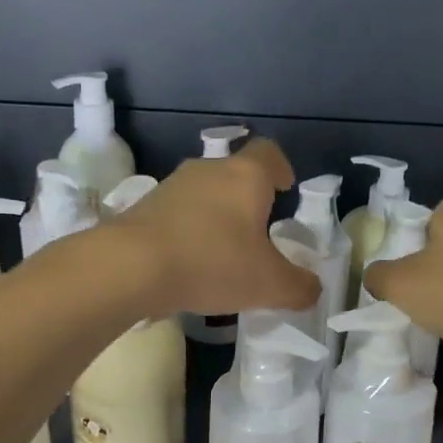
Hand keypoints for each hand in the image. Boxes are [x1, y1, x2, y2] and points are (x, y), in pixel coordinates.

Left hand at [109, 138, 321, 317]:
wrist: (130, 267)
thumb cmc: (211, 263)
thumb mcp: (268, 284)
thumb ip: (298, 286)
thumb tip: (312, 289)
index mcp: (245, 176)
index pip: (269, 153)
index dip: (281, 168)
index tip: (285, 188)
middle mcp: (208, 170)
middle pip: (235, 173)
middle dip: (248, 199)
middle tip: (258, 231)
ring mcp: (171, 186)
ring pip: (203, 193)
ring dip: (215, 216)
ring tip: (222, 252)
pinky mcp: (143, 207)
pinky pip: (176, 214)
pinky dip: (187, 231)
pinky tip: (188, 263)